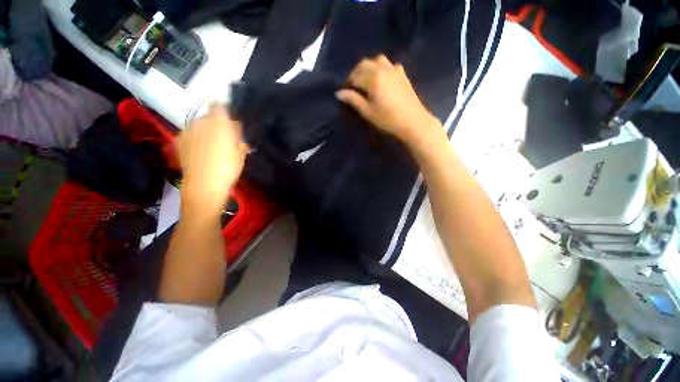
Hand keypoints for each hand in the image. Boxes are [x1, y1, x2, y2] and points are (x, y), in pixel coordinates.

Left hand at [177, 106, 247, 218]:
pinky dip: (197, 138)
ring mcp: (188, 130)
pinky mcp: (180, 140)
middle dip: (219, 123)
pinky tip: (202, 150)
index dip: (229, 112)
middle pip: (211, 115)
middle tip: (227, 137)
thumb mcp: (242, 153)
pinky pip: (191, 134)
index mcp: (219, 122)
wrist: (203, 186)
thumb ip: (240, 138)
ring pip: (201, 125)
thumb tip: (238, 131)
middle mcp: (201, 121)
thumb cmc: (228, 169)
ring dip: (208, 130)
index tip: (234, 122)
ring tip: (214, 146)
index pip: (222, 106)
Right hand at [336, 55, 441, 145]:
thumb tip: (339, 93)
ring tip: (367, 80)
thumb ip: (353, 100)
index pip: (355, 76)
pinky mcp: (402, 74)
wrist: (413, 121)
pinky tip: (382, 79)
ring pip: (377, 60)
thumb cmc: (388, 119)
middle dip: (356, 73)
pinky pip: (389, 64)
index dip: (348, 83)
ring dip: (369, 67)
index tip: (345, 92)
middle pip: (365, 64)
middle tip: (354, 86)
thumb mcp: (368, 112)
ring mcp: (394, 70)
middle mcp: (383, 69)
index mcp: (373, 78)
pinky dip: (382, 68)